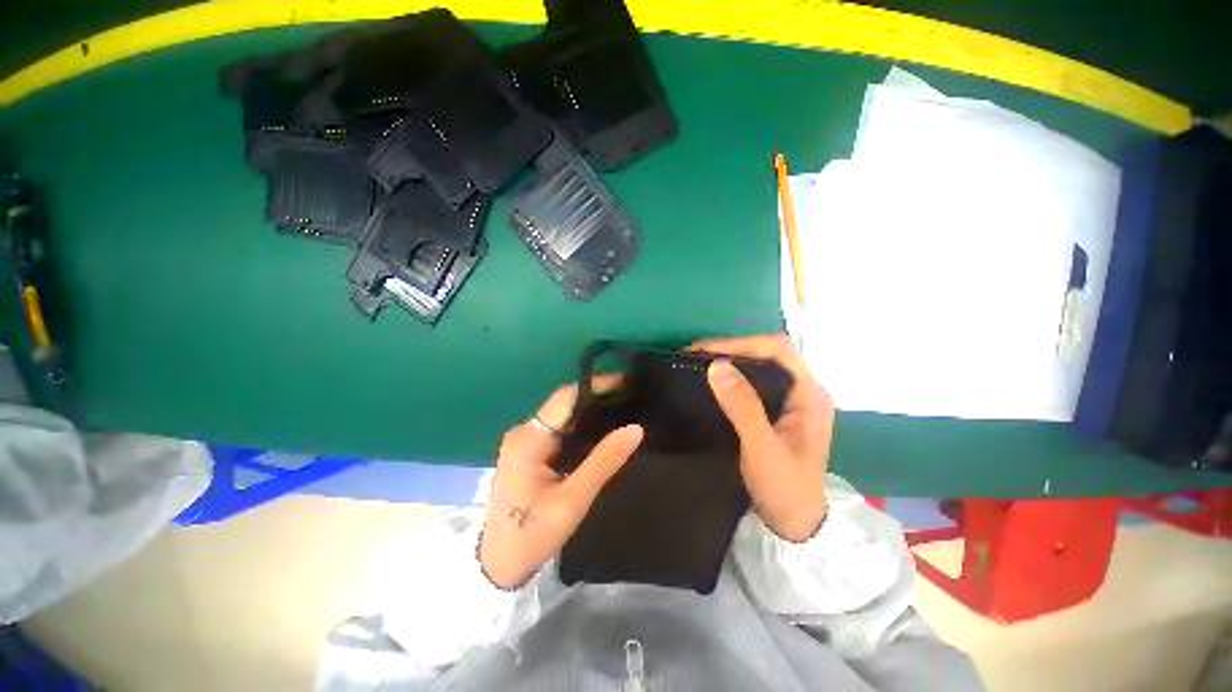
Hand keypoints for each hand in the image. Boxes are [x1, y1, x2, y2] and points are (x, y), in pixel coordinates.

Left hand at [479, 377, 642, 588]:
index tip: (625, 383)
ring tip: (622, 409)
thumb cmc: (534, 533)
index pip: (565, 398)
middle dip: (596, 397)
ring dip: (590, 410)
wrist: (500, 564)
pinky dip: (581, 425)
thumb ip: (604, 461)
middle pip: (564, 403)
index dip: (596, 386)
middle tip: (630, 397)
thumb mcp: (573, 499)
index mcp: (529, 439)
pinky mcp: (529, 451)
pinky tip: (602, 429)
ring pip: (563, 415)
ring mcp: (525, 441)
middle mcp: (524, 432)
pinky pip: (559, 429)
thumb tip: (635, 428)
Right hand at [691, 334, 833, 541]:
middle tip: (696, 355)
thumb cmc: (784, 488)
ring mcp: (792, 401)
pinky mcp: (778, 411)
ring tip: (699, 364)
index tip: (706, 351)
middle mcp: (804, 391)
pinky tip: (714, 382)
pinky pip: (755, 382)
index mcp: (810, 395)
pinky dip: (733, 376)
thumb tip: (717, 366)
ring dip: (731, 360)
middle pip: (769, 353)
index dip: (742, 343)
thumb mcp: (762, 448)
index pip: (778, 350)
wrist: (794, 524)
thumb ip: (743, 407)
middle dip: (732, 349)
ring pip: (761, 366)